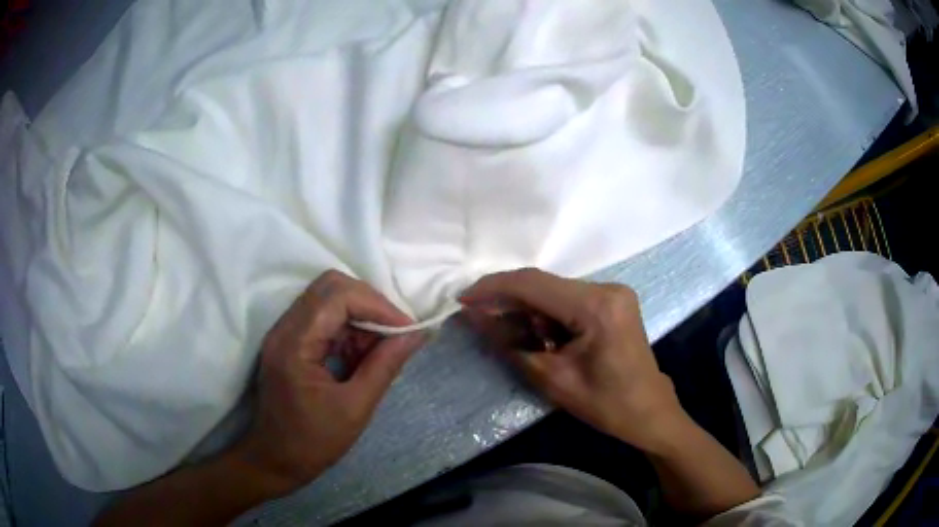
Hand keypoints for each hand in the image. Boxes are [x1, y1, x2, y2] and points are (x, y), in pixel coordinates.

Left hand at [236, 270, 424, 490]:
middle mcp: (284, 328)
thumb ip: (385, 367)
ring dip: (360, 318)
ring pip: (328, 299)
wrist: (276, 459)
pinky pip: (323, 318)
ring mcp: (284, 332)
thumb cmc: (313, 441)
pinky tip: (361, 357)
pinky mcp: (289, 341)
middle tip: (395, 334)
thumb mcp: (356, 408)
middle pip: (331, 287)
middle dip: (369, 305)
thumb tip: (415, 335)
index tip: (407, 329)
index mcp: (295, 344)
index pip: (338, 296)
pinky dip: (348, 330)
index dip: (378, 305)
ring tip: (379, 352)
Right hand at [461, 268, 686, 453]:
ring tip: (508, 333)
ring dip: (527, 308)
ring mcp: (613, 292)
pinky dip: (546, 313)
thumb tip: (474, 317)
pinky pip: (568, 298)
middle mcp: (607, 288)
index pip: (534, 284)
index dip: (493, 288)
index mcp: (597, 306)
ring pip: (554, 290)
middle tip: (478, 317)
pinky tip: (536, 333)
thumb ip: (510, 343)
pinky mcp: (613, 300)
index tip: (462, 300)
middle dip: (508, 300)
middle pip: (544, 283)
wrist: (649, 412)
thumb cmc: (605, 404)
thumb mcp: (552, 379)